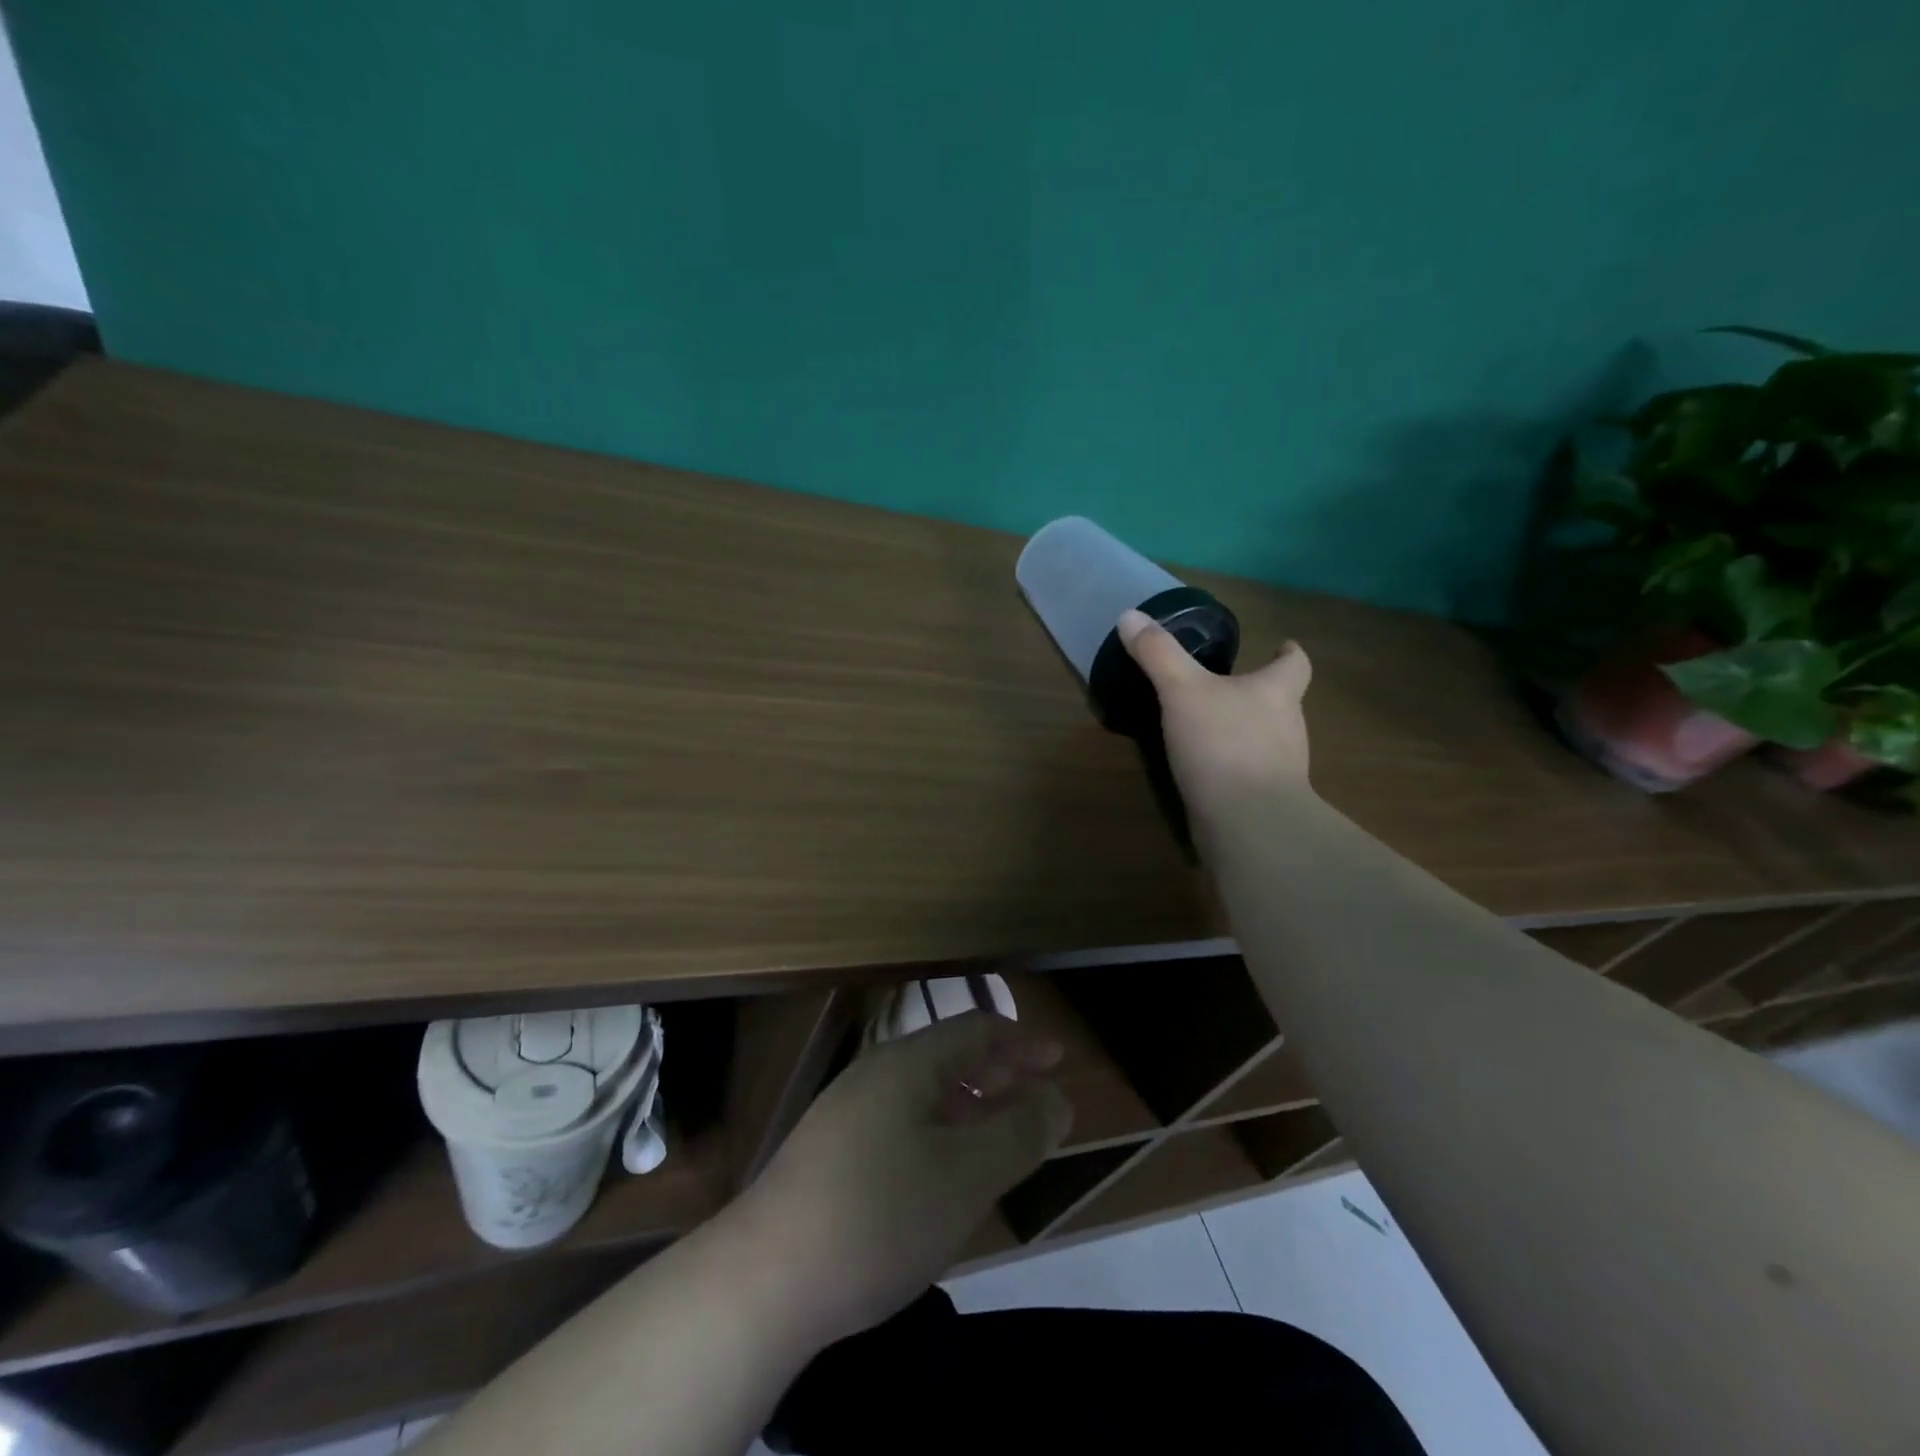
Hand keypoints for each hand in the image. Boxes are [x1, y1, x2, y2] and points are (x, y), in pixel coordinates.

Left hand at [737, 1012, 1071, 1345]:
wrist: (764, 1279)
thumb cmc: (880, 1215)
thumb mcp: (966, 1176)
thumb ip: (1019, 1133)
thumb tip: (1056, 1098)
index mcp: (907, 1064)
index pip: (975, 1030)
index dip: (1021, 1041)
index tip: (1058, 1059)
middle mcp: (874, 1075)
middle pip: (948, 1057)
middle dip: (998, 1072)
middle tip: (1037, 1096)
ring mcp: (846, 1113)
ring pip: (923, 1093)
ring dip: (968, 1105)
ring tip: (999, 1136)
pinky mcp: (829, 1153)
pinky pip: (900, 1122)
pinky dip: (938, 1132)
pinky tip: (944, 1172)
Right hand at [1118, 608, 1312, 816]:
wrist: (1248, 821)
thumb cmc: (1223, 744)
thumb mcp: (1182, 690)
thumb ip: (1158, 654)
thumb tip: (1130, 615)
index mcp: (1276, 692)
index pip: (1295, 664)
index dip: (1288, 653)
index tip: (1282, 645)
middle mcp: (1288, 726)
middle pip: (1282, 701)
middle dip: (1260, 693)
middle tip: (1228, 686)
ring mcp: (1281, 767)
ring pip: (1268, 739)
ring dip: (1246, 731)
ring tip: (1212, 726)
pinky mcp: (1265, 799)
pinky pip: (1250, 773)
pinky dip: (1233, 767)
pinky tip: (1206, 770)